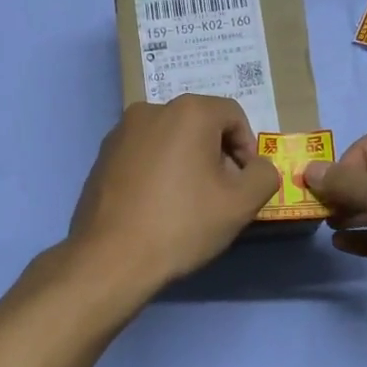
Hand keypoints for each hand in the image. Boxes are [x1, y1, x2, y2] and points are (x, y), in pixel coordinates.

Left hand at [68, 96, 279, 290]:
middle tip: (219, 195)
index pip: (233, 116)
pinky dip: (158, 171)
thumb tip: (257, 167)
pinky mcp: (102, 156)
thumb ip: (264, 175)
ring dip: (186, 163)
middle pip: (199, 125)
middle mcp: (150, 109)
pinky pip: (143, 154)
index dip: (247, 148)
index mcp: (188, 111)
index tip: (244, 183)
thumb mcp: (241, 203)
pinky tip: (156, 206)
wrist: (111, 257)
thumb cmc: (182, 224)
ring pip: (169, 140)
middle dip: (216, 155)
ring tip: (187, 203)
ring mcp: (120, 132)